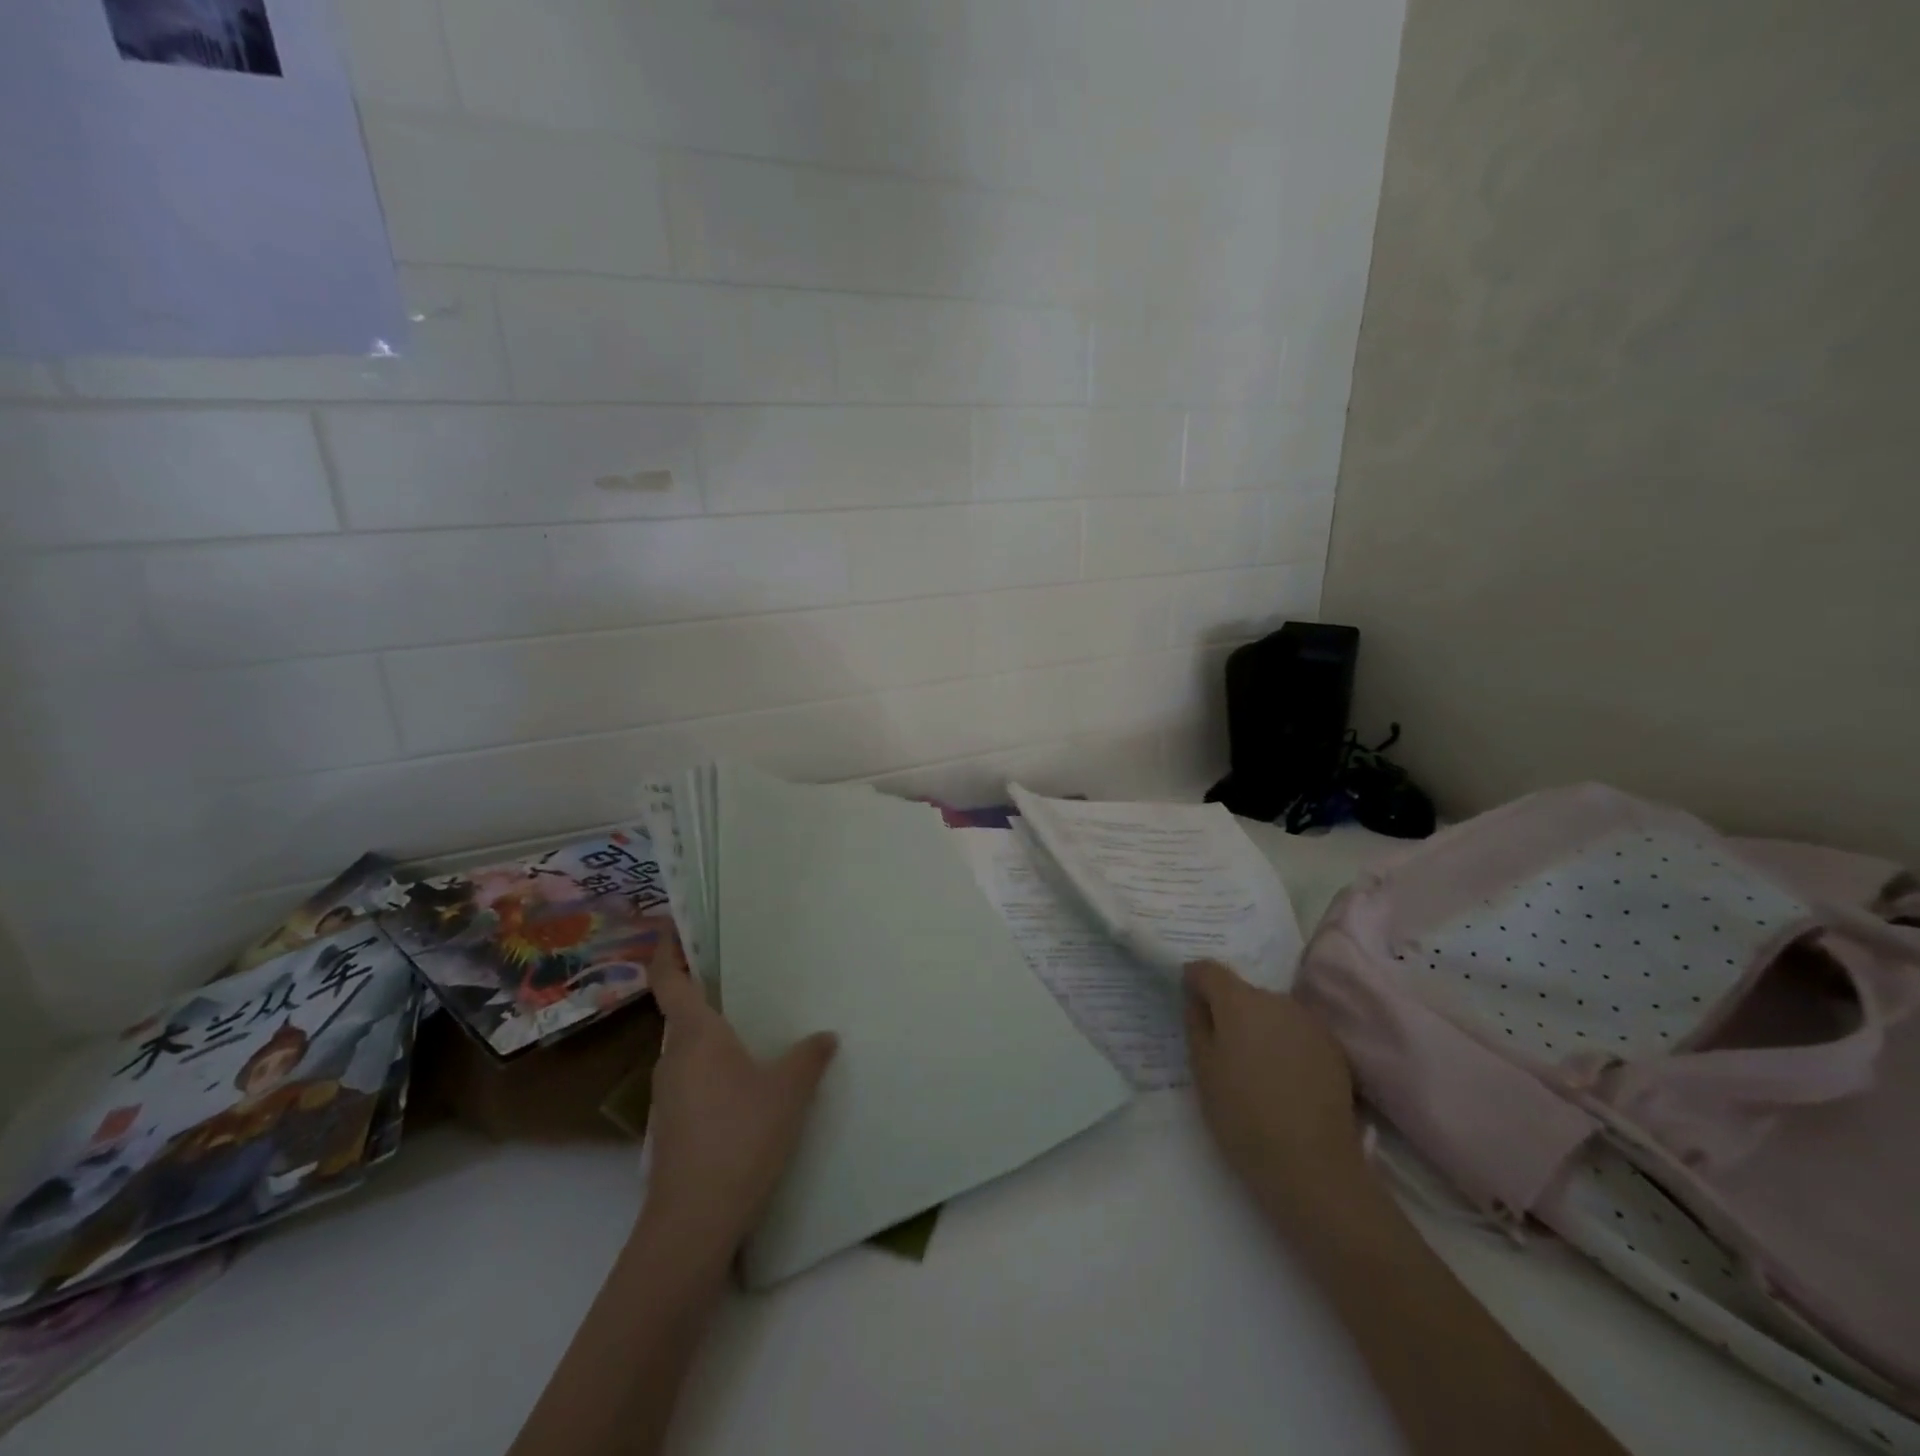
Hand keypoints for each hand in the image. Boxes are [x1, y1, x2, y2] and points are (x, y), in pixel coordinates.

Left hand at [642, 957, 837, 1261]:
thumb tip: (825, 1036)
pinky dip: (712, 1070)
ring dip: (711, 1037)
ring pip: (687, 1051)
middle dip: (705, 995)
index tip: (673, 927)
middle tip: (743, 980)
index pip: (668, 981)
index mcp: (695, 1036)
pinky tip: (744, 1087)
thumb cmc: (741, 1137)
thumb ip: (808, 1057)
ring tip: (752, 1032)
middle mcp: (672, 1058)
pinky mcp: (669, 1127)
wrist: (693, 1222)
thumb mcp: (788, 1092)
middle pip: (681, 1015)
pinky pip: (690, 1080)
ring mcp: (665, 1096)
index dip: (666, 951)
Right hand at [1183, 960, 1363, 1228]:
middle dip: (1228, 1008)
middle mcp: (1276, 1000)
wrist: (1313, 1166)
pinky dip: (1284, 1043)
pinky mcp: (1333, 1048)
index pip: (1209, 970)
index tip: (1187, 998)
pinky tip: (1281, 1078)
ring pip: (1272, 1011)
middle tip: (1220, 1044)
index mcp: (1239, 1001)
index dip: (1194, 979)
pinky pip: (1296, 1032)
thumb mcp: (1202, 1070)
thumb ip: (1196, 1024)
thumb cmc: (1242, 1116)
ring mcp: (1309, 1023)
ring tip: (1253, 1064)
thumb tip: (1197, 1000)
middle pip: (1243, 991)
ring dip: (1258, 1025)